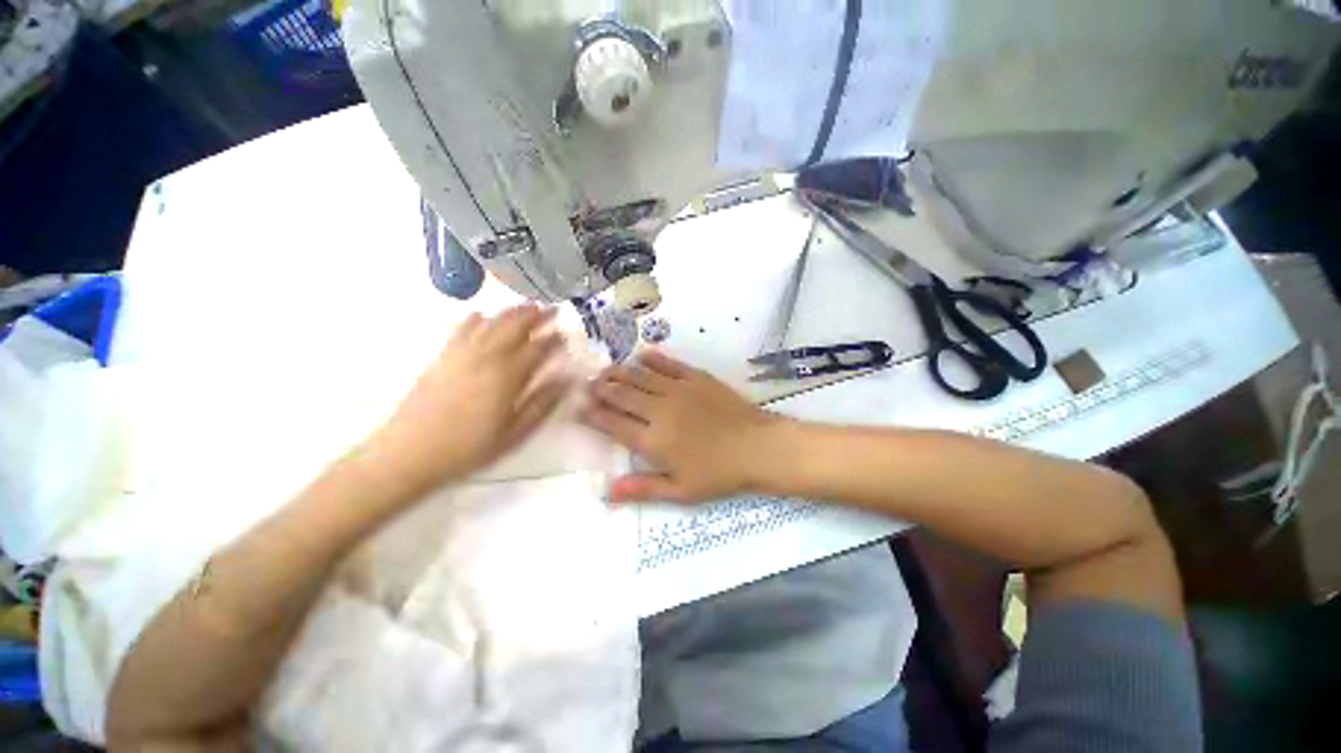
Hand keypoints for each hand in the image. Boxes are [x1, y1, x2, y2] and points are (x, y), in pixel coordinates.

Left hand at [368, 304, 569, 494]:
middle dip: (536, 315)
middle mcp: (487, 357)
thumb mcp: (514, 433)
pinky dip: (475, 318)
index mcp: (508, 375)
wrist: (409, 452)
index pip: (538, 348)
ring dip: (511, 312)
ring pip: (491, 322)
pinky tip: (482, 315)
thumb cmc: (469, 447)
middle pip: (515, 326)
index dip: (554, 339)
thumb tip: (567, 379)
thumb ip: (542, 403)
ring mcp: (462, 353)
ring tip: (527, 306)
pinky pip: (461, 329)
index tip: (566, 333)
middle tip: (552, 309)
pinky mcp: (442, 356)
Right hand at [582, 350, 776, 503]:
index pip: (613, 424)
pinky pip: (669, 364)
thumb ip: (642, 488)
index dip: (593, 415)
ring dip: (620, 372)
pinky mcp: (696, 378)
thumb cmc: (719, 474)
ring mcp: (678, 390)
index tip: (580, 408)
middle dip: (601, 389)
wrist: (758, 447)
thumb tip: (606, 491)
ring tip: (605, 370)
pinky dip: (652, 359)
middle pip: (622, 395)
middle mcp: (659, 410)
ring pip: (640, 377)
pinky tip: (641, 356)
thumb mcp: (680, 491)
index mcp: (653, 440)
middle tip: (588, 384)